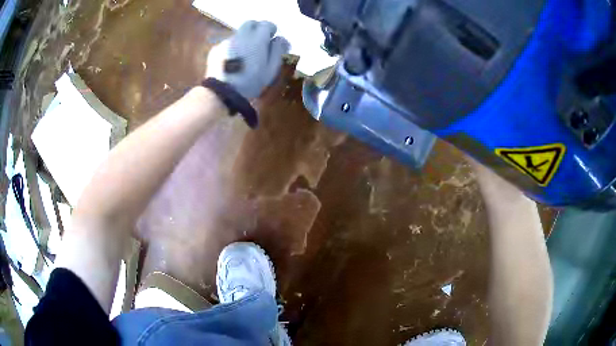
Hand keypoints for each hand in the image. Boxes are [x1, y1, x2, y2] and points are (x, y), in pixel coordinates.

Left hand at [206, 21, 290, 98]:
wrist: (222, 92)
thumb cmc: (250, 82)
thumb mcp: (271, 69)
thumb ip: (277, 51)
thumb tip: (281, 39)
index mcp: (257, 39)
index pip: (267, 24)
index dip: (271, 31)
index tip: (271, 40)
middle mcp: (241, 35)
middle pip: (250, 24)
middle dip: (256, 30)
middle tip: (259, 43)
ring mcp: (227, 41)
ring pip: (238, 34)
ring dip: (243, 39)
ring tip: (244, 56)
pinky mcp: (216, 49)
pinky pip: (227, 44)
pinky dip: (232, 48)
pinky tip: (232, 62)